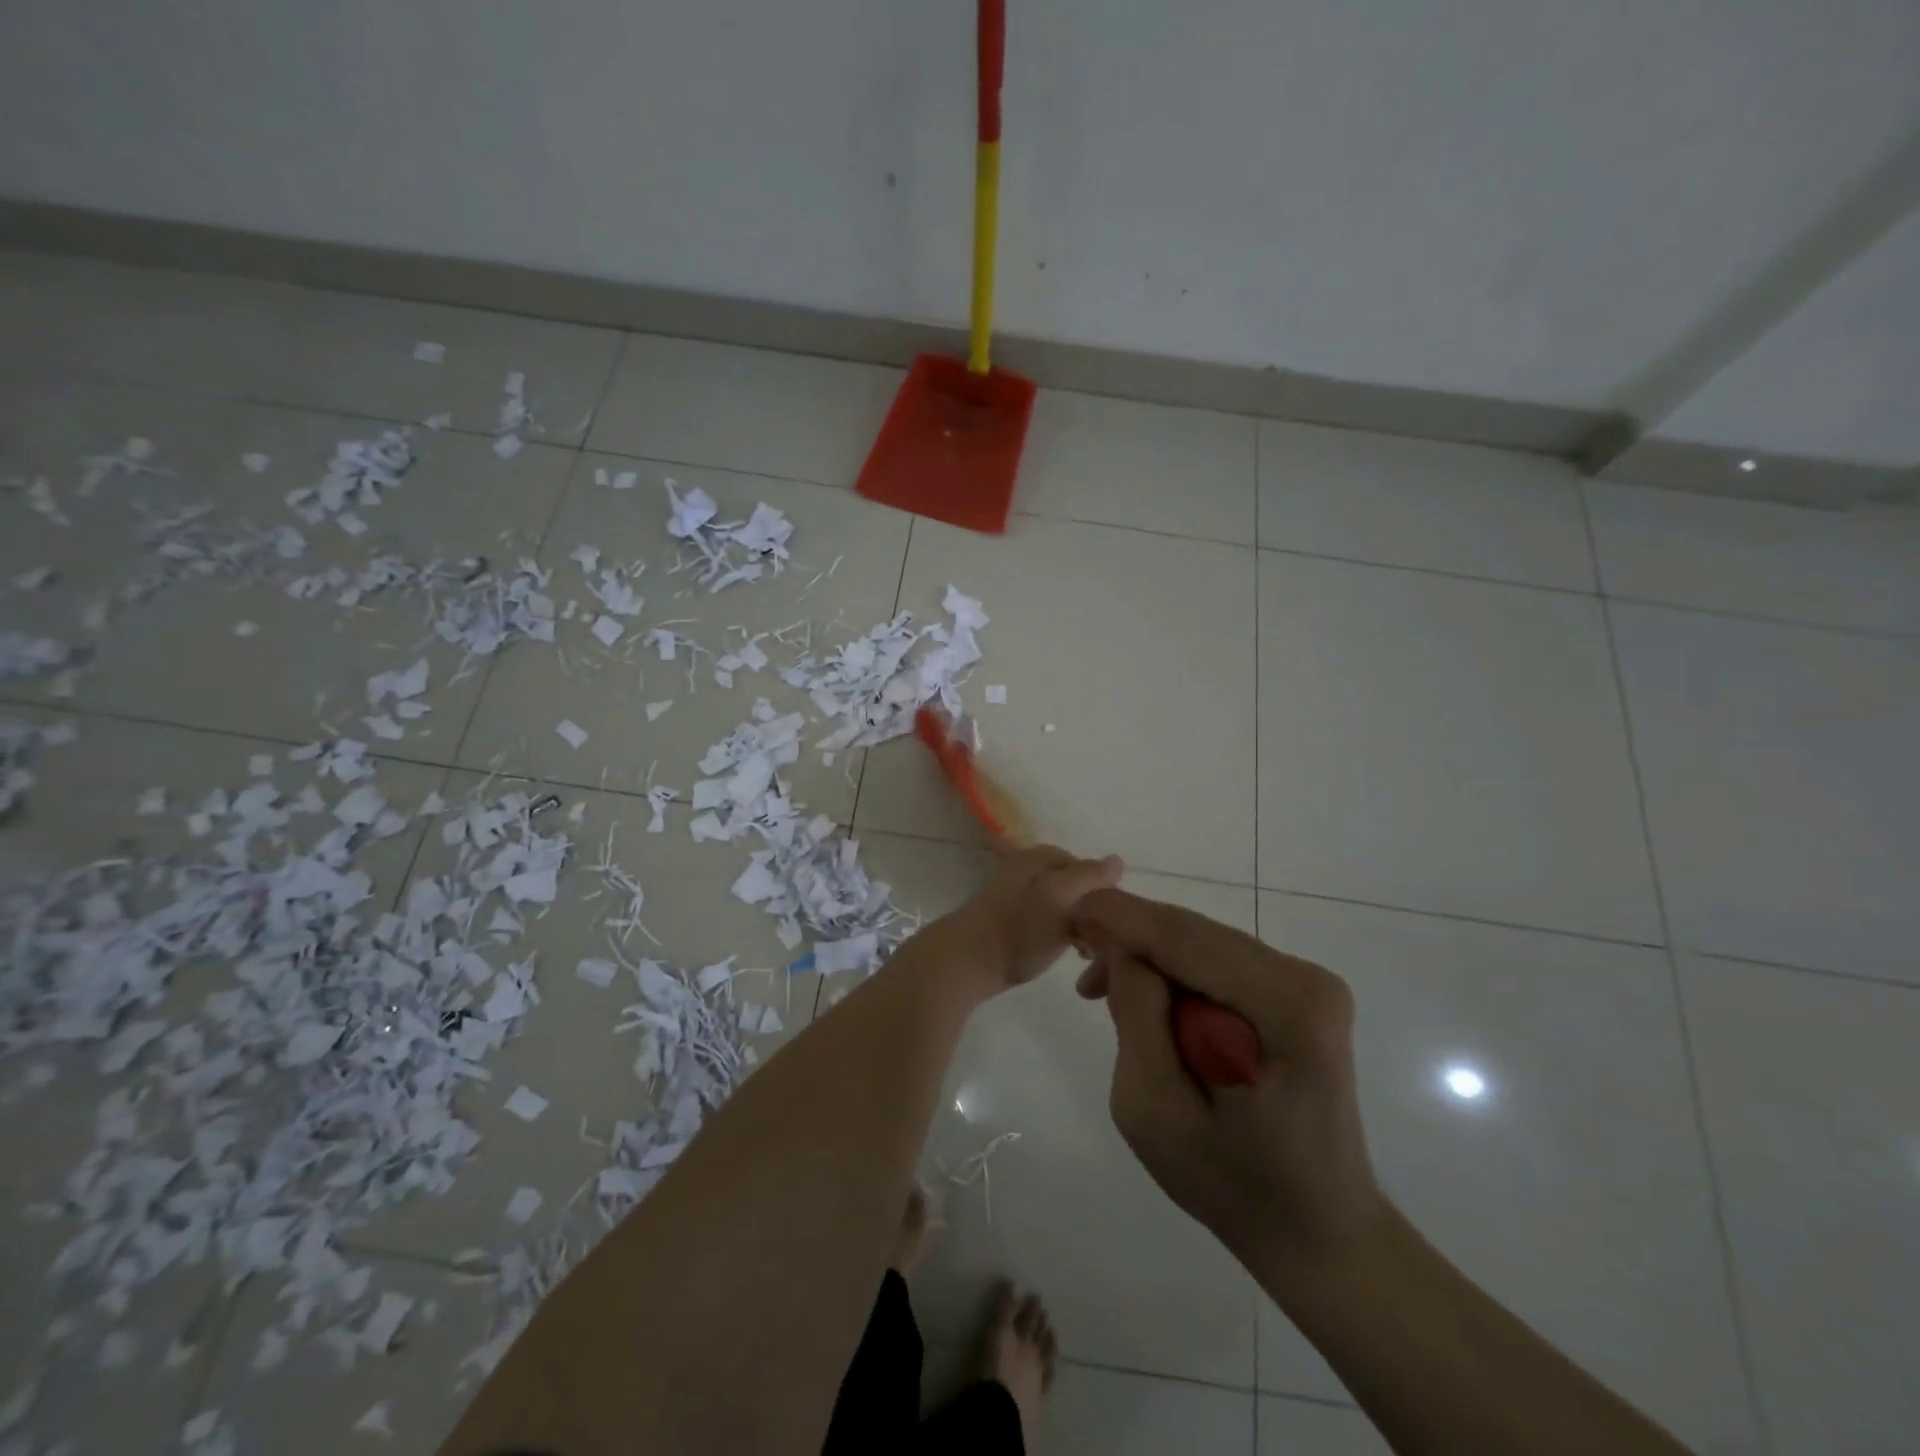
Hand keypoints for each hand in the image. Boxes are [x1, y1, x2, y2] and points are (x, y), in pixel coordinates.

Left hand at [939, 844, 1124, 994]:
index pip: (1086, 867)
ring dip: (1075, 926)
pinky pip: (1042, 921)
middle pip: (1072, 885)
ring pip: (1059, 905)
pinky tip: (1057, 953)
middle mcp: (1025, 869)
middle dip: (1090, 911)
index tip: (1113, 924)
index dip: (1104, 893)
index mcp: (1037, 857)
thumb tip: (1117, 860)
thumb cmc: (1017, 930)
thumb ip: (1089, 877)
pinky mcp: (1005, 921)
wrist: (964, 962)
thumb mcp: (1061, 898)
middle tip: (1098, 943)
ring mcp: (1013, 894)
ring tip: (1082, 953)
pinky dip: (1056, 935)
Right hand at [1070, 889, 1384, 1268]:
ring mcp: (1309, 983)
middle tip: (1080, 971)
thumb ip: (1136, 1018)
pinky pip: (1220, 962)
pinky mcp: (1301, 993)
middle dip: (1131, 940)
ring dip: (1151, 960)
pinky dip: (1177, 974)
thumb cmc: (1232, 1185)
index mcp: (1286, 1008)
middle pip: (1194, 933)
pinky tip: (1152, 1005)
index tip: (1070, 910)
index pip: (1184, 938)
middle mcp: (1306, 979)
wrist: (1319, 1231)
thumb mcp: (1154, 1111)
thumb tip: (1125, 951)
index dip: (1122, 916)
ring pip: (1203, 943)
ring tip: (1105, 995)